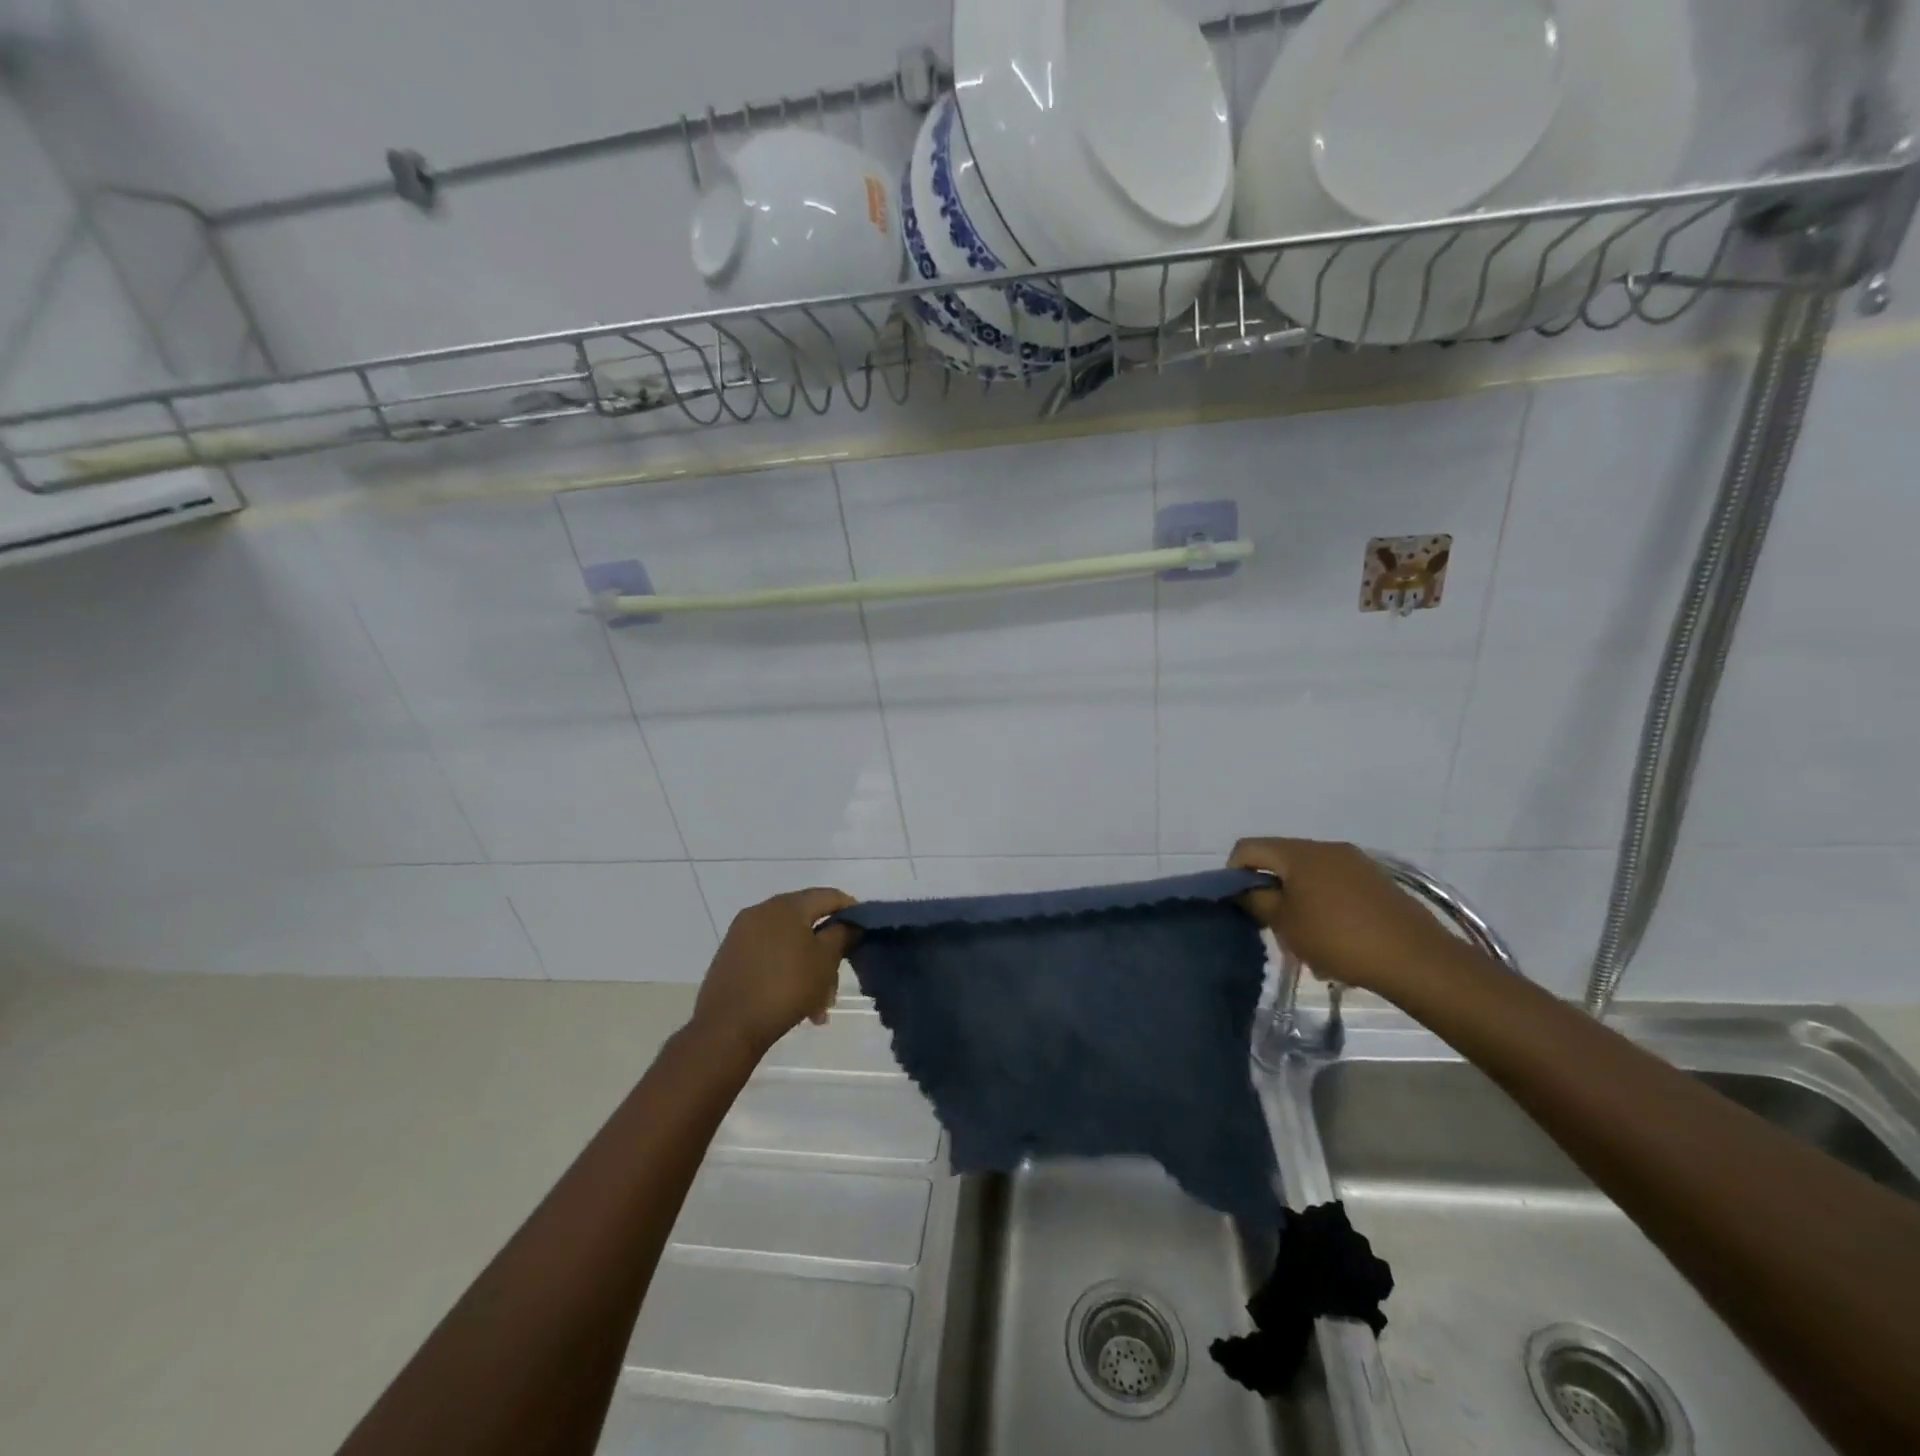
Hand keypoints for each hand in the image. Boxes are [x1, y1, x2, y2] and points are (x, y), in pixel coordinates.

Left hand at [692, 889, 857, 1059]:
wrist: (726, 1028)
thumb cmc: (785, 988)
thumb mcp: (825, 961)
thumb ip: (843, 935)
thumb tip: (852, 922)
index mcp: (786, 905)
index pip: (828, 896)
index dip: (851, 911)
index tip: (864, 934)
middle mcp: (761, 911)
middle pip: (807, 922)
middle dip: (827, 951)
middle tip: (837, 983)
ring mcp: (742, 934)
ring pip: (789, 944)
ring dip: (808, 968)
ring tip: (818, 1007)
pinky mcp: (730, 957)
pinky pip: (769, 956)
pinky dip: (786, 972)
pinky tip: (796, 1004)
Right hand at [1229, 838, 1461, 998]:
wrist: (1415, 958)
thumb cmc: (1338, 937)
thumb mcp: (1285, 923)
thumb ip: (1257, 901)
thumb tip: (1245, 890)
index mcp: (1298, 852)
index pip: (1248, 848)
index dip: (1234, 873)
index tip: (1241, 905)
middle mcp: (1325, 848)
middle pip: (1280, 861)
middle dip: (1270, 891)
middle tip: (1273, 927)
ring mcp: (1355, 862)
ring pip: (1309, 876)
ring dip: (1298, 902)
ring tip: (1305, 940)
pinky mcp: (1376, 881)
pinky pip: (1335, 886)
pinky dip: (1324, 906)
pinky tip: (1334, 940)